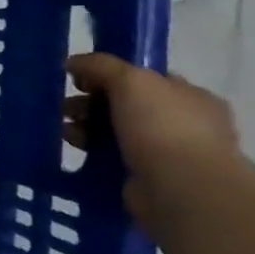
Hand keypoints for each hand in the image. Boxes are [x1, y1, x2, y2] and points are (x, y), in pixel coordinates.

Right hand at [65, 53, 239, 220]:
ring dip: (87, 126)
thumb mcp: (129, 80)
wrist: (180, 189)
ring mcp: (168, 153)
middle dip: (91, 102)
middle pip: (126, 104)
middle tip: (65, 107)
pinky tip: (74, 147)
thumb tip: (73, 63)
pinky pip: (113, 156)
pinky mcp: (149, 178)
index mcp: (190, 97)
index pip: (145, 78)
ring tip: (63, 129)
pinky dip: (92, 150)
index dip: (110, 75)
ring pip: (116, 131)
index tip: (79, 80)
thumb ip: (100, 65)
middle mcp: (184, 123)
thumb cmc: (162, 126)